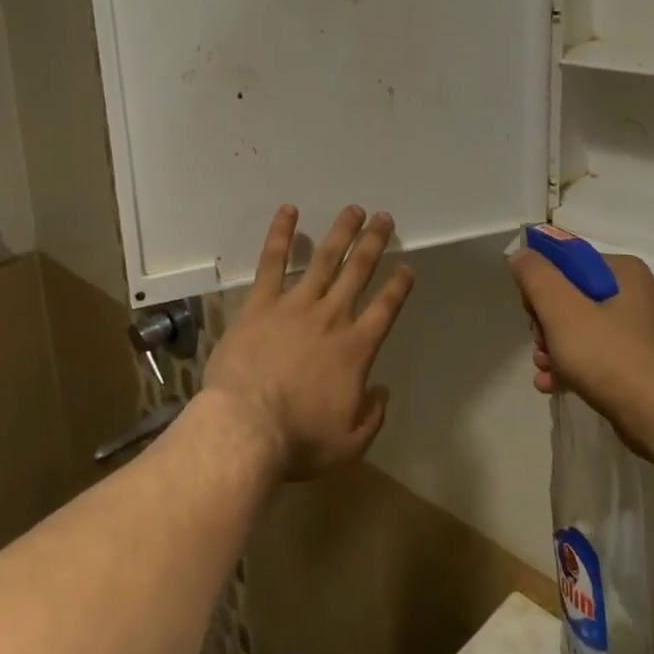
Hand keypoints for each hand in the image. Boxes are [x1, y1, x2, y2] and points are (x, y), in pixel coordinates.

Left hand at [202, 205, 415, 482]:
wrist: (247, 427)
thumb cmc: (299, 439)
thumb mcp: (349, 442)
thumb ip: (372, 415)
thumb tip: (382, 391)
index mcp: (356, 349)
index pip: (385, 309)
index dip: (398, 286)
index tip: (406, 268)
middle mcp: (331, 317)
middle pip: (358, 272)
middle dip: (374, 243)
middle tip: (384, 219)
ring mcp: (295, 305)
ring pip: (324, 258)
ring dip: (341, 232)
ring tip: (354, 210)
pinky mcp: (261, 302)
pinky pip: (273, 261)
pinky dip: (281, 234)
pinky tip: (289, 210)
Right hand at [510, 249, 653, 456]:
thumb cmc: (608, 355)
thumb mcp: (560, 309)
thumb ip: (536, 276)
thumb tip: (522, 255)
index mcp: (626, 272)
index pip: (570, 263)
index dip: (543, 284)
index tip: (531, 312)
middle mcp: (641, 295)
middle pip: (576, 297)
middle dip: (548, 323)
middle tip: (539, 345)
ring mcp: (647, 332)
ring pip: (587, 329)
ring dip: (557, 347)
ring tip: (543, 369)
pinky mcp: (647, 364)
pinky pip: (602, 355)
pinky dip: (577, 366)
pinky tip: (554, 385)